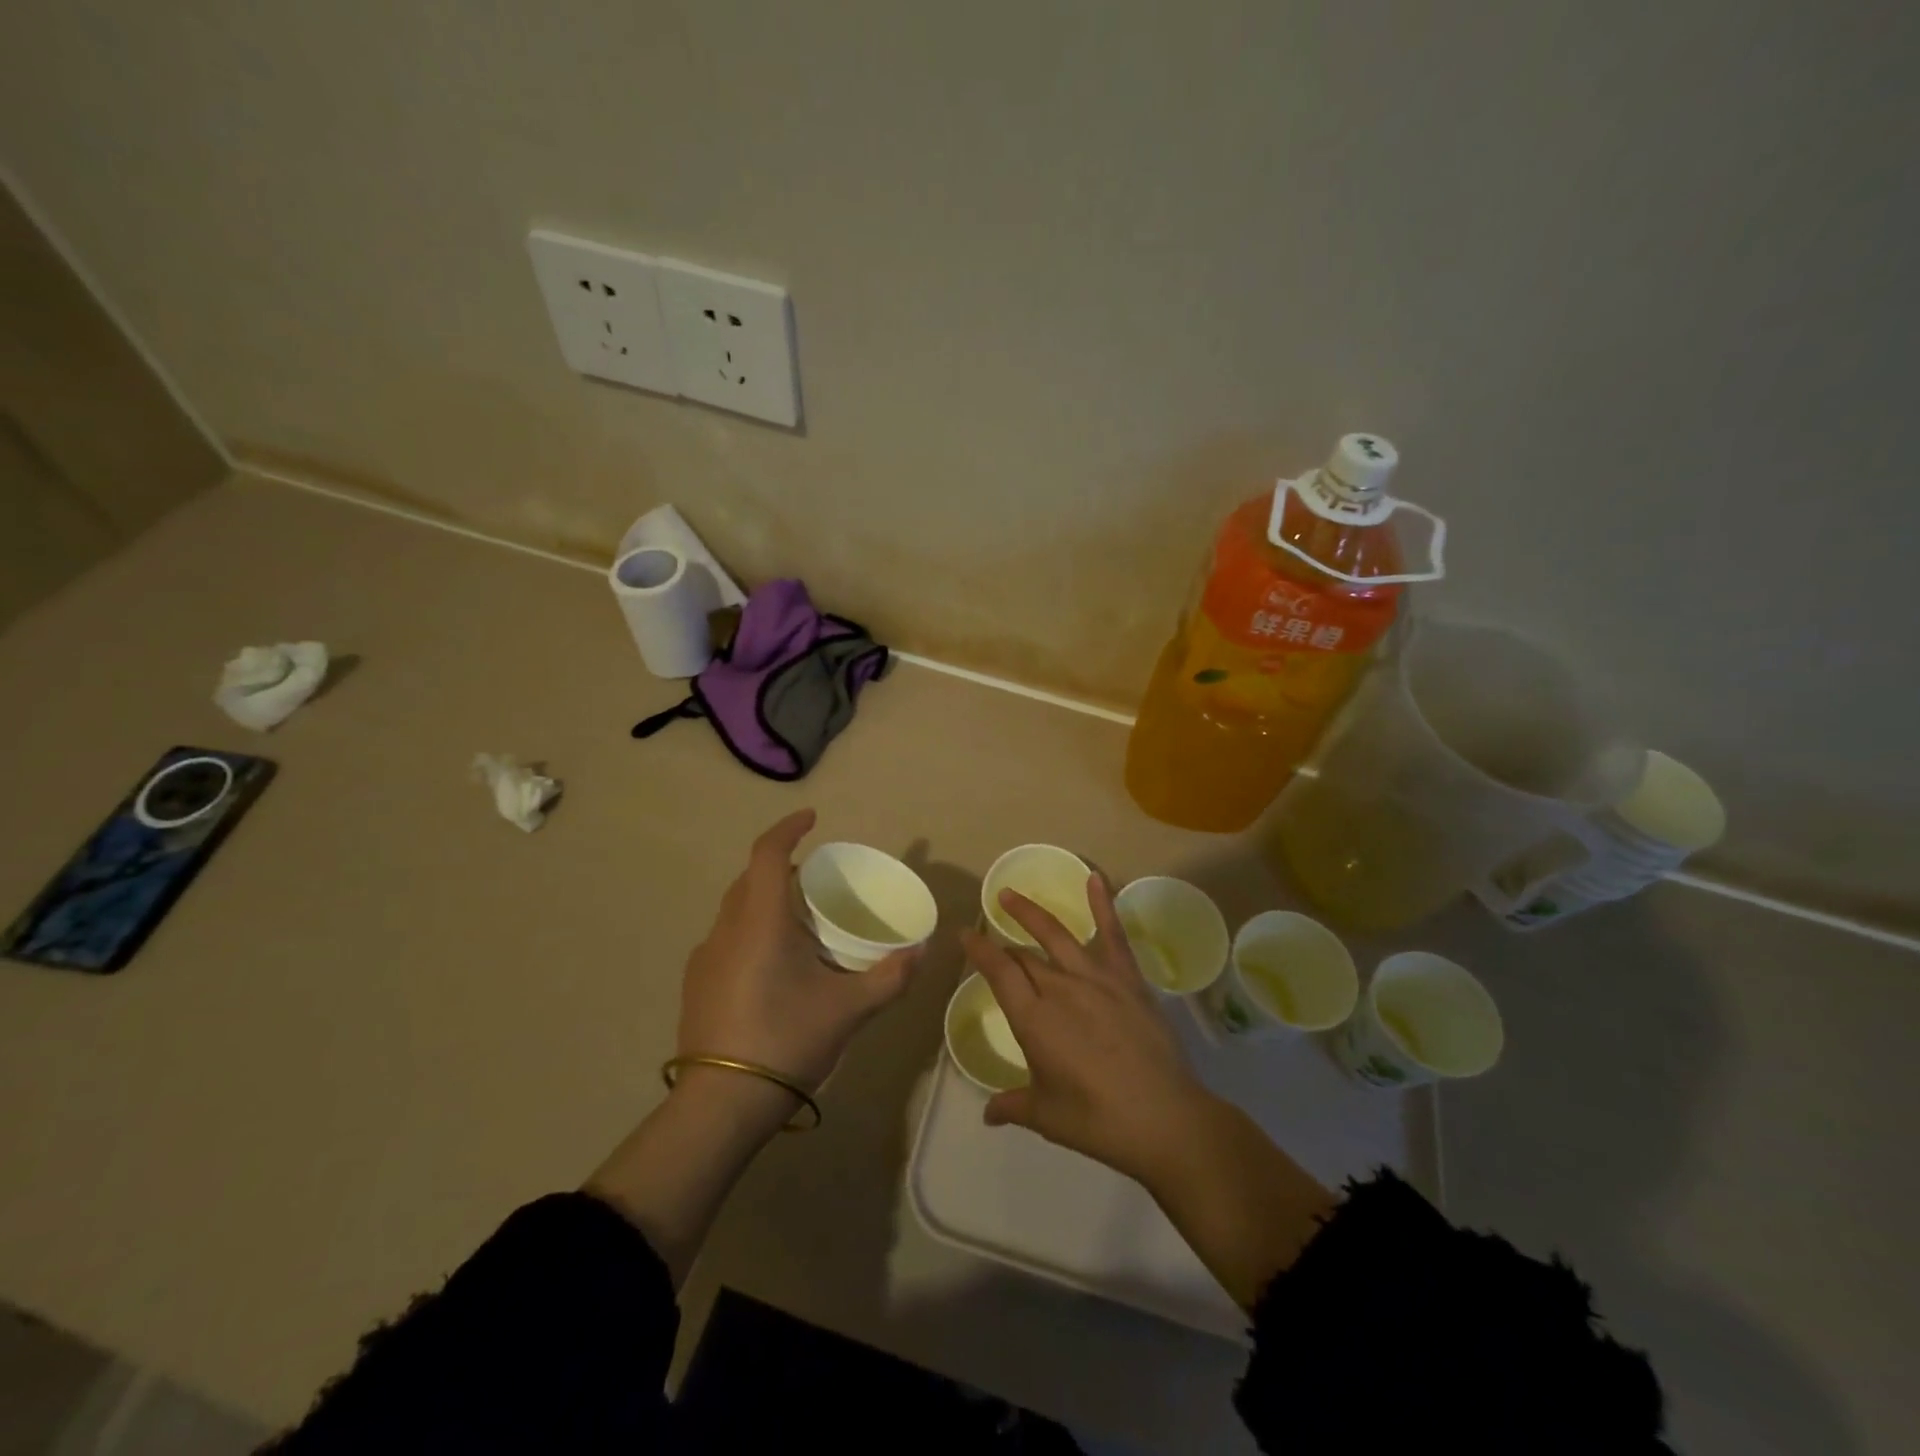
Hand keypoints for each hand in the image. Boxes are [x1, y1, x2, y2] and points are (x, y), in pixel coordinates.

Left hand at [677, 808, 919, 1093]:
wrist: (720, 1104)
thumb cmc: (787, 1039)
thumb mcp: (850, 1009)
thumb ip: (891, 976)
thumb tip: (924, 950)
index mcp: (760, 921)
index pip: (768, 854)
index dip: (789, 828)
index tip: (813, 818)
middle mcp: (727, 928)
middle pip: (751, 878)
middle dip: (782, 867)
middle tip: (817, 881)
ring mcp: (705, 957)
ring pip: (736, 909)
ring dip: (765, 901)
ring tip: (800, 925)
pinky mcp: (696, 984)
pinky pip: (727, 939)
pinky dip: (752, 932)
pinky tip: (773, 968)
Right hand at [960, 874, 1208, 1183]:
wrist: (1164, 1119)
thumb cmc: (1098, 1121)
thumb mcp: (1047, 1115)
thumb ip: (1014, 1105)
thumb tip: (989, 1113)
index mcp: (1034, 1019)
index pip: (998, 972)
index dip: (979, 950)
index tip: (965, 934)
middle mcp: (1060, 988)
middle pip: (1024, 957)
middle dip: (1003, 947)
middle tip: (990, 940)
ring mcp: (1096, 979)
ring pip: (1056, 936)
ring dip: (1031, 914)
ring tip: (1011, 895)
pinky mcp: (1128, 979)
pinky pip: (1113, 935)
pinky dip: (1102, 904)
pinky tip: (1095, 878)